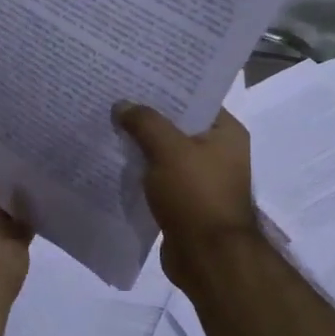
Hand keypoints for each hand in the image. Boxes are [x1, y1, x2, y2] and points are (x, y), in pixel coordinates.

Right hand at [114, 102, 259, 292]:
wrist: (207, 258)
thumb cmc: (196, 196)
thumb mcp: (168, 150)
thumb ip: (145, 122)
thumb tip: (123, 105)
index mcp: (226, 133)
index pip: (195, 99)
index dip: (166, 88)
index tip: (135, 77)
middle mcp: (218, 153)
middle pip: (178, 126)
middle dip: (147, 117)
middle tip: (114, 99)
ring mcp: (202, 180)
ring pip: (165, 154)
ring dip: (141, 146)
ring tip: (108, 126)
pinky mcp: (185, 202)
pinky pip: (159, 179)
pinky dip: (140, 173)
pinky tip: (114, 162)